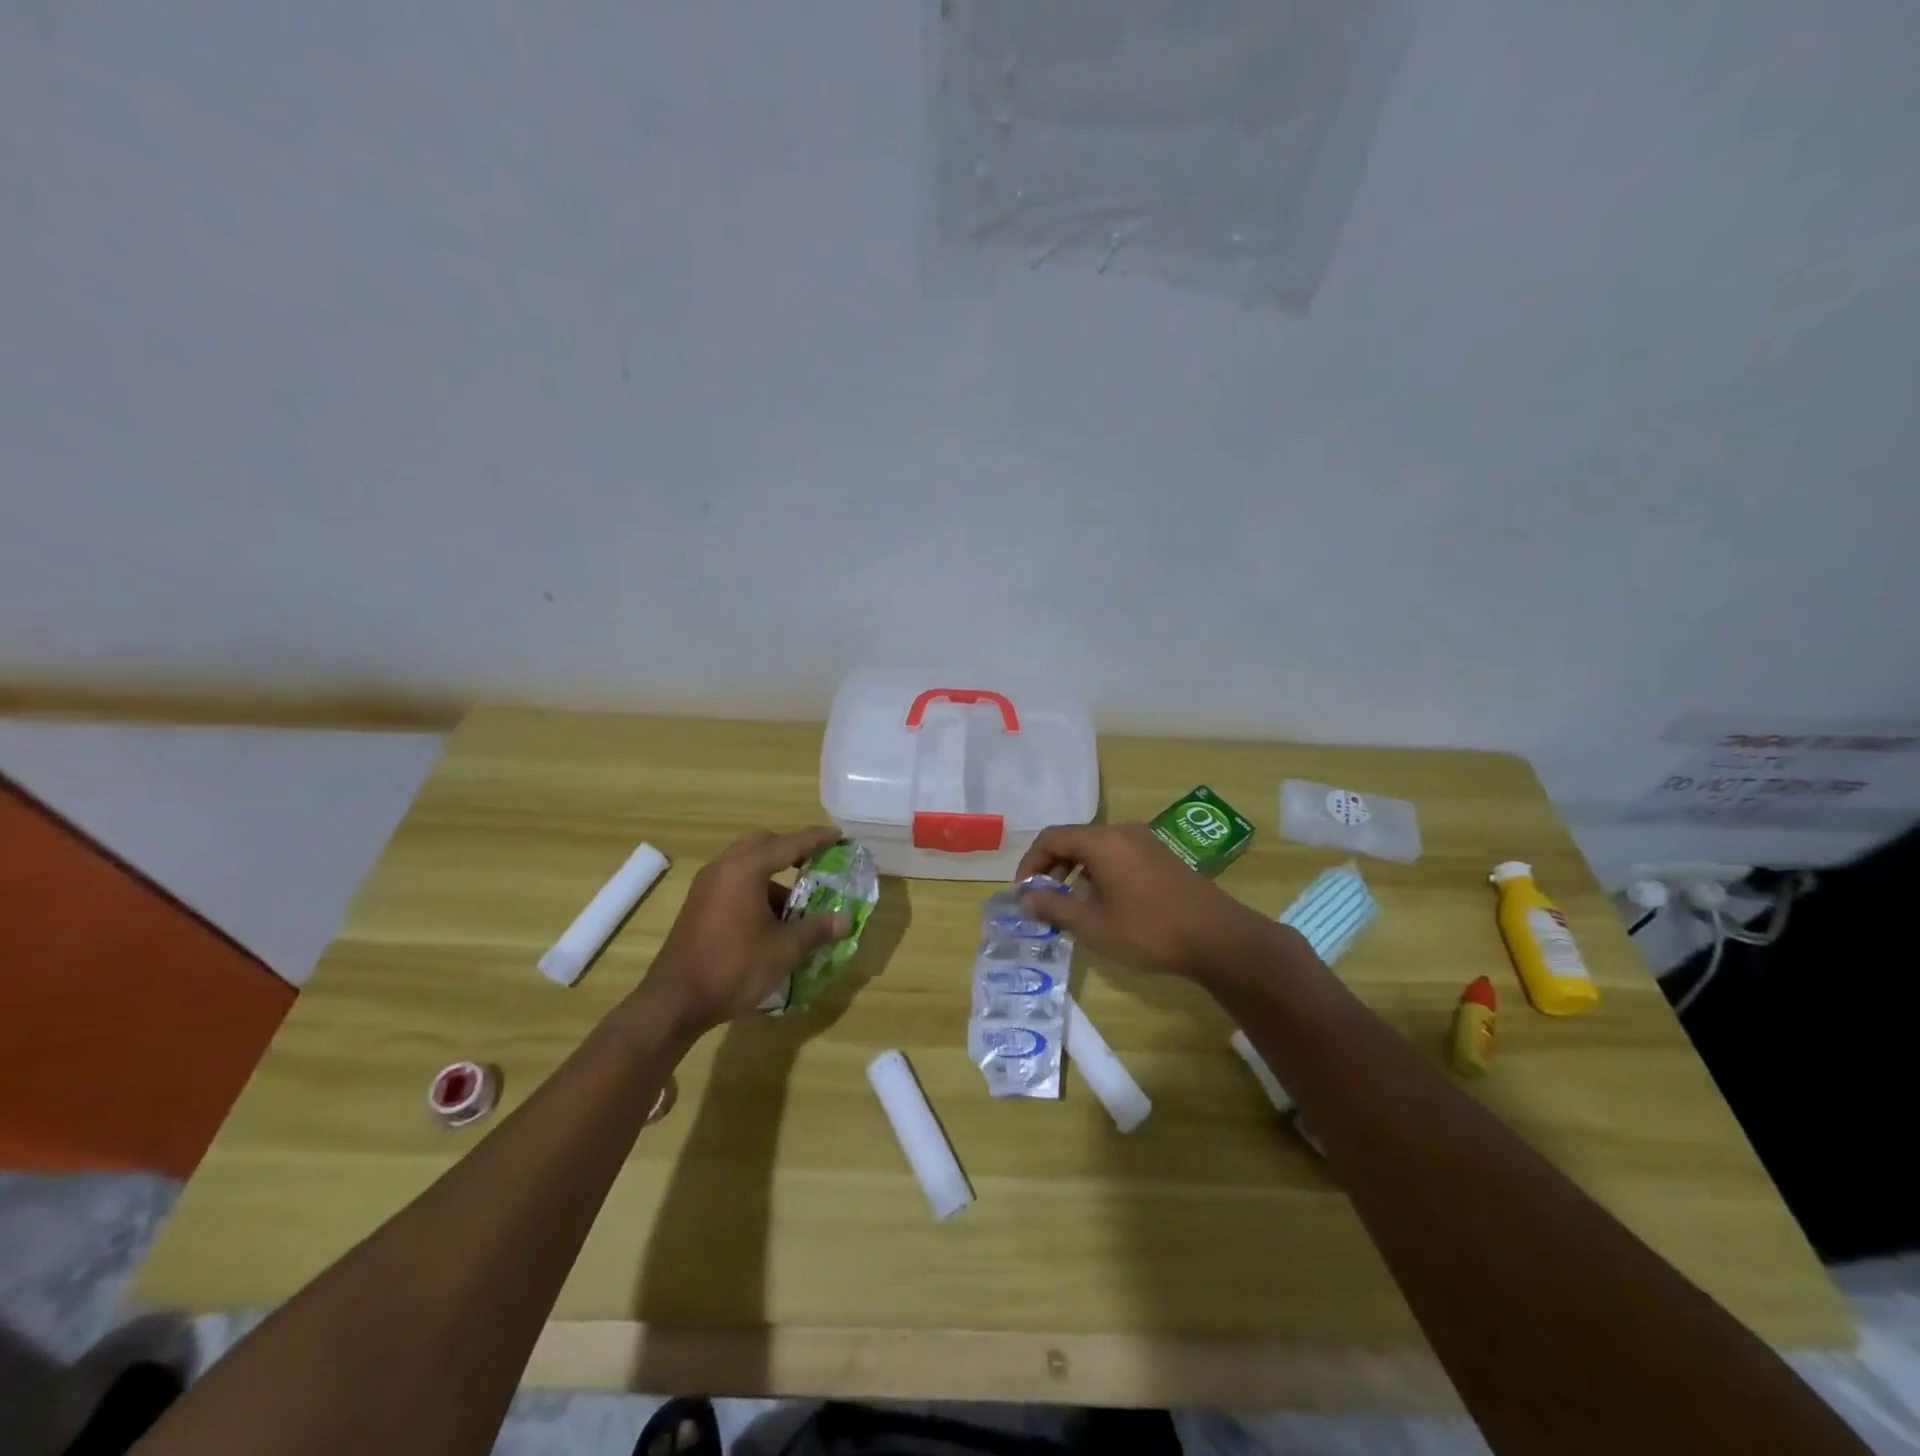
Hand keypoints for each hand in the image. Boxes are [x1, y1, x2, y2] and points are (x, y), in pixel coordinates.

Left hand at [639, 827, 852, 1033]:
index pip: (790, 844)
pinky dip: (757, 889)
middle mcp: (724, 868)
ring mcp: (707, 886)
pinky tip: (772, 919)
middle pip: (763, 844)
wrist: (675, 1002)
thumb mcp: (784, 950)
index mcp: (745, 869)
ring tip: (799, 901)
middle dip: (791, 849)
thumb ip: (816, 929)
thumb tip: (845, 919)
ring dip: (774, 875)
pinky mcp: (699, 905)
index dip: (817, 839)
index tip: (839, 834)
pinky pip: (735, 883)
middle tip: (817, 861)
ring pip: (747, 865)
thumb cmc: (733, 967)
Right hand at [1015, 823, 1278, 986]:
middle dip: (1051, 869)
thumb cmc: (1148, 930)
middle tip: (1043, 901)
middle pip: (1074, 840)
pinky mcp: (1161, 857)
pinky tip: (1104, 904)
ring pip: (1096, 849)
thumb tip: (1023, 899)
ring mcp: (1145, 842)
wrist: (1218, 939)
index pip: (1051, 838)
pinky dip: (1099, 873)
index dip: (1030, 863)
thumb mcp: (1092, 925)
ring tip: (1071, 907)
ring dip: (1075, 873)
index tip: (1024, 893)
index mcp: (1102, 841)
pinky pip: (1117, 856)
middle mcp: (1122, 832)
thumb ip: (1053, 907)